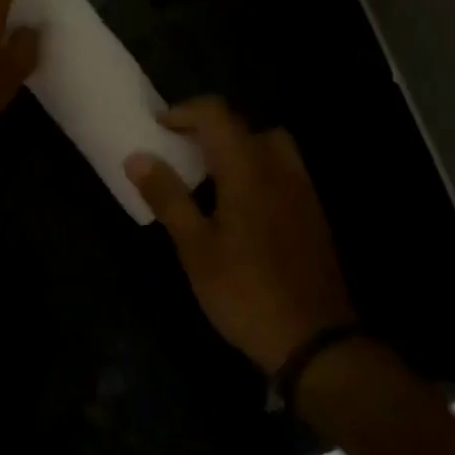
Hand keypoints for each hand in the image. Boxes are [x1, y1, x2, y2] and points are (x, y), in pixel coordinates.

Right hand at [127, 98, 357, 372]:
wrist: (317, 342)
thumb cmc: (245, 292)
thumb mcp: (195, 248)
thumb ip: (167, 196)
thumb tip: (137, 157)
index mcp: (247, 168)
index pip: (216, 114)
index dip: (184, 112)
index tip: (158, 127)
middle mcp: (278, 167)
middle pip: (243, 125)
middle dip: (208, 129)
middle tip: (181, 151)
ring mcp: (301, 190)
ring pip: (267, 145)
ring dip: (236, 148)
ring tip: (210, 176)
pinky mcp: (313, 213)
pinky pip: (282, 170)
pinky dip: (257, 169)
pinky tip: (240, 206)